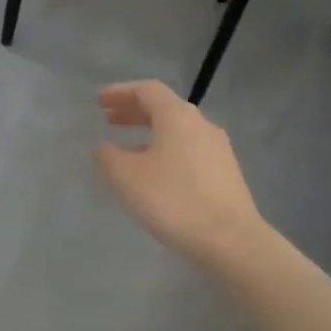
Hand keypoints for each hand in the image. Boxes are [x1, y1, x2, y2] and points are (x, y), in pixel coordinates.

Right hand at [95, 81, 264, 265]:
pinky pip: (188, 149)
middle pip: (163, 107)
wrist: (230, 239)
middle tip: (108, 119)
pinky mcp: (225, 171)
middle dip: (133, 111)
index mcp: (177, 116)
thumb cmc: (173, 200)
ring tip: (127, 148)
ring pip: (177, 129)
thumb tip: (104, 147)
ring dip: (149, 132)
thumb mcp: (127, 177)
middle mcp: (200, 124)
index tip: (99, 101)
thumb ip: (108, 156)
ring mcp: (217, 148)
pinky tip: (155, 172)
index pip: (146, 90)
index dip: (120, 92)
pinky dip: (165, 149)